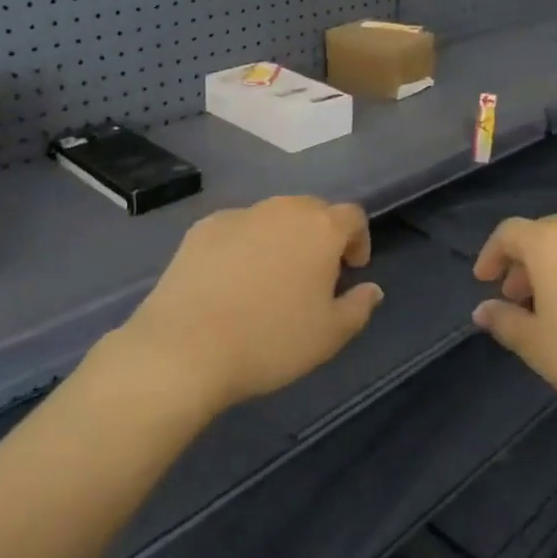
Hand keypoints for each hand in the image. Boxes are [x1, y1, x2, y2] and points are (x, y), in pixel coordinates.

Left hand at [119, 196, 383, 413]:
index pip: (353, 216)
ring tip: (271, 277)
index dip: (358, 240)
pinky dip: (244, 245)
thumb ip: (359, 307)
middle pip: (313, 210)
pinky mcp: (203, 228)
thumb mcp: (330, 336)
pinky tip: (232, 280)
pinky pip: (237, 229)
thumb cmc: (271, 341)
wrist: (185, 348)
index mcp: (321, 228)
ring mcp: (239, 215)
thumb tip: (371, 289)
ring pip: (273, 217)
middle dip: (320, 236)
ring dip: (282, 238)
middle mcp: (282, 209)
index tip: (351, 270)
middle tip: (314, 274)